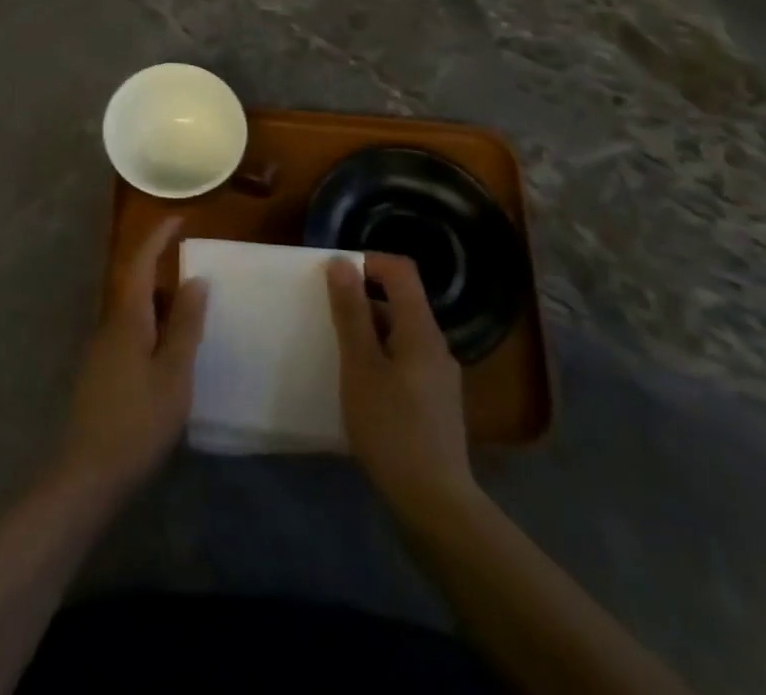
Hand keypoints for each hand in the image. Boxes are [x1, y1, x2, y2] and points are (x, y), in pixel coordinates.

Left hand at [49, 217, 207, 499]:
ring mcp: (100, 350)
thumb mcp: (173, 374)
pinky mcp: (98, 373)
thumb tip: (196, 279)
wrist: (86, 474)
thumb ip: (185, 325)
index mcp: (127, 318)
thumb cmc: (137, 421)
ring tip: (189, 324)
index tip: (178, 219)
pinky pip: (128, 336)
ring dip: (158, 309)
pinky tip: (166, 359)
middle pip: (135, 286)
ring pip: (132, 314)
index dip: (157, 237)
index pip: (140, 262)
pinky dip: (150, 332)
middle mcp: (108, 325)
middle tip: (197, 284)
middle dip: (163, 277)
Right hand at [327, 253, 477, 526]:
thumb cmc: (391, 427)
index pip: (400, 270)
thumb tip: (341, 262)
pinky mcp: (435, 403)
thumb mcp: (360, 365)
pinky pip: (404, 361)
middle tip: (326, 319)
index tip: (334, 278)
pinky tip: (359, 387)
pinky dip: (379, 360)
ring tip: (337, 354)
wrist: (434, 504)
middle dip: (361, 301)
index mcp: (421, 329)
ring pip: (399, 334)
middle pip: (399, 302)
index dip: (368, 262)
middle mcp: (436, 345)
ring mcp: (439, 376)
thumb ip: (350, 312)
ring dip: (368, 333)